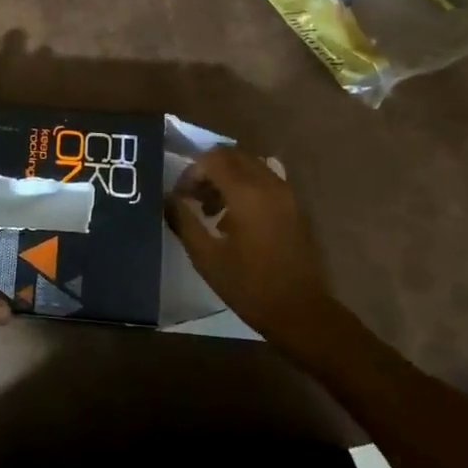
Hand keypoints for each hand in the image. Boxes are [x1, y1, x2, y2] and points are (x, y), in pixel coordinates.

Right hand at [164, 146, 334, 338]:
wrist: (299, 311)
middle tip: (193, 198)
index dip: (191, 173)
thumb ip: (183, 220)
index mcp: (247, 193)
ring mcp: (287, 194)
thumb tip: (167, 198)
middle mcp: (269, 184)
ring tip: (212, 210)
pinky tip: (236, 218)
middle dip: (208, 170)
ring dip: (227, 177)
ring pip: (250, 166)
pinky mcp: (295, 206)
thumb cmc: (248, 285)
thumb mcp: (205, 256)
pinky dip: (246, 187)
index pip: (212, 159)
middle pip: (233, 155)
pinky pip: (265, 180)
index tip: (180, 197)